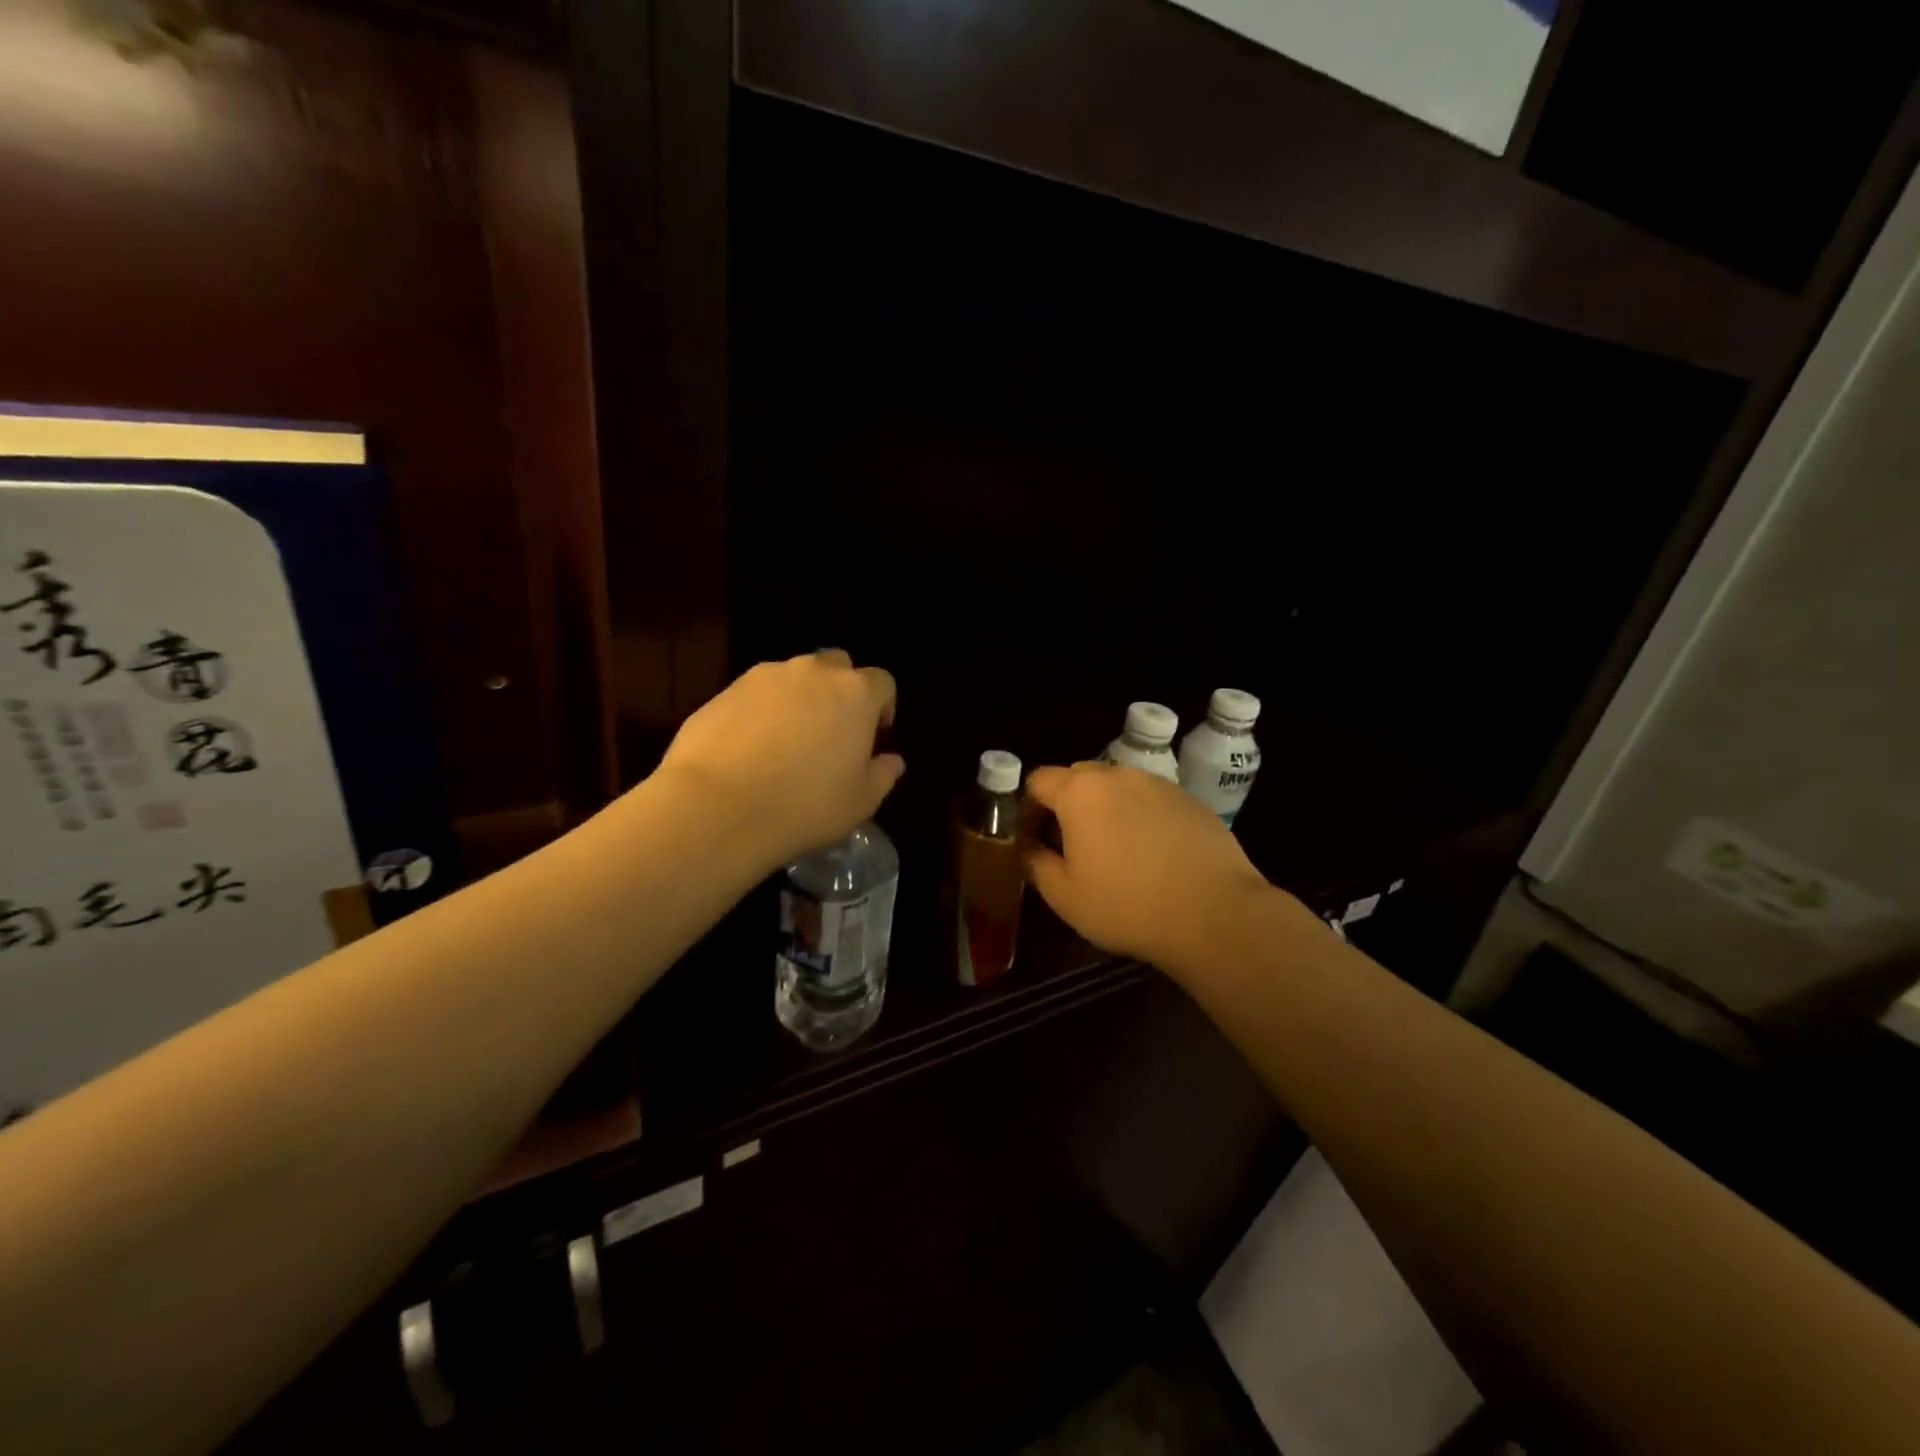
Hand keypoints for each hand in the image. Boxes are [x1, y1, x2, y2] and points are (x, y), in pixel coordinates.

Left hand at [655, 650, 904, 868]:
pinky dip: (761, 712)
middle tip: (832, 731)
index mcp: (855, 693)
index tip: (874, 736)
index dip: (882, 706)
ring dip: (799, 699)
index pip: (881, 682)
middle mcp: (812, 672)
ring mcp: (764, 677)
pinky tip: (751, 749)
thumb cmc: (805, 805)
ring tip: (787, 742)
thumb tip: (892, 760)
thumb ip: (882, 775)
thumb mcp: (860, 802)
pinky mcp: (725, 691)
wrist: (718, 806)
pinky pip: (755, 694)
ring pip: (793, 678)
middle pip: (837, 666)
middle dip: (840, 691)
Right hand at [1024, 762, 1278, 970]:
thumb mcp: (1065, 896)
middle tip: (1073, 845)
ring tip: (1118, 851)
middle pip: (1079, 777)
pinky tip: (1155, 855)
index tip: (1034, 837)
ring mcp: (1159, 784)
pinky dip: (1142, 817)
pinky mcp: (1190, 800)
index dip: (1029, 806)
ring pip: (1118, 787)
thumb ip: (1035, 864)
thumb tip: (1028, 849)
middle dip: (1068, 804)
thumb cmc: (1127, 906)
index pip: (1039, 780)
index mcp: (1080, 793)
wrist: (1215, 914)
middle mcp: (1118, 775)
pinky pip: (1152, 800)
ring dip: (1107, 808)